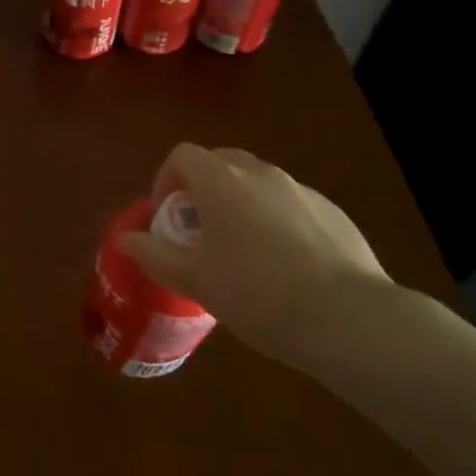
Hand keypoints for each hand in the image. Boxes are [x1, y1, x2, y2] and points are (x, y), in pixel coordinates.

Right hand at [119, 144, 397, 368]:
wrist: (349, 320)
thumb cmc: (259, 295)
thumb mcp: (196, 281)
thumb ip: (154, 255)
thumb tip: (125, 239)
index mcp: (222, 182)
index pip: (183, 155)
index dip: (166, 180)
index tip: (169, 218)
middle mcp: (261, 174)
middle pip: (220, 162)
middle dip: (202, 189)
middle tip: (200, 232)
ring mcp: (301, 190)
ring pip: (257, 183)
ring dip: (240, 204)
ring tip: (243, 253)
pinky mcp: (332, 212)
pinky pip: (290, 205)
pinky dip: (275, 221)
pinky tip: (285, 267)